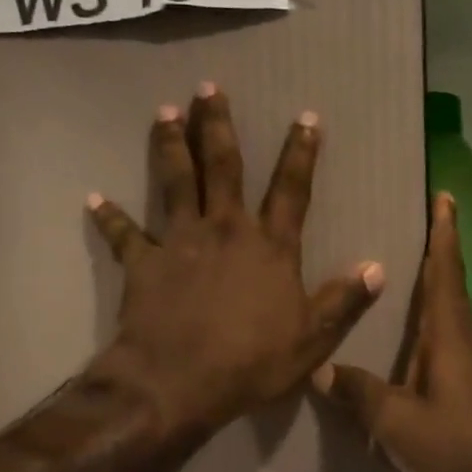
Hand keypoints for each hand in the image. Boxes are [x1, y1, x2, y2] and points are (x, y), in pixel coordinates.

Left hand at [87, 84, 384, 443]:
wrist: (177, 382)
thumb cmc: (251, 362)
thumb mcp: (313, 339)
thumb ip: (344, 300)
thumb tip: (378, 268)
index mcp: (270, 246)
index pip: (291, 190)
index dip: (301, 152)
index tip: (305, 117)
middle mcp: (225, 230)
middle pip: (223, 167)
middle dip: (218, 126)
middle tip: (209, 89)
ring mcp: (180, 241)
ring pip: (175, 182)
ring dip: (170, 145)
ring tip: (164, 112)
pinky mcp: (143, 262)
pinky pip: (124, 234)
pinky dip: (109, 216)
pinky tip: (94, 198)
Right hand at [314, 193, 471, 471]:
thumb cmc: (458, 445)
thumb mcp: (397, 423)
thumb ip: (359, 393)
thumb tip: (321, 369)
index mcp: (449, 335)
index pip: (444, 270)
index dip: (443, 232)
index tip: (444, 196)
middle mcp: (464, 338)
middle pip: (447, 284)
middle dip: (434, 251)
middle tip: (407, 225)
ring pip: (446, 313)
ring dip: (430, 287)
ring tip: (394, 277)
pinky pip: (445, 339)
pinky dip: (427, 323)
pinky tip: (404, 339)